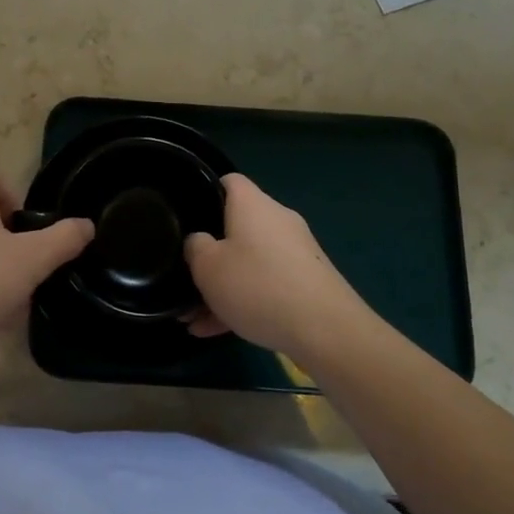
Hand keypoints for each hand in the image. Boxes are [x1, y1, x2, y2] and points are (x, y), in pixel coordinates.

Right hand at [184, 174, 367, 359]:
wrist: (327, 331)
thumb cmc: (258, 286)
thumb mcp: (208, 267)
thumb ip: (195, 247)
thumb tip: (200, 241)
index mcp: (253, 204)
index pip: (228, 182)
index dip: (205, 193)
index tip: (187, 217)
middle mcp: (277, 220)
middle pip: (236, 227)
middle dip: (211, 255)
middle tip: (186, 278)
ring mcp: (296, 252)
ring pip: (249, 263)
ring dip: (223, 287)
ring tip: (195, 319)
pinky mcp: (308, 283)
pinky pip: (267, 285)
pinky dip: (244, 302)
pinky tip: (219, 332)